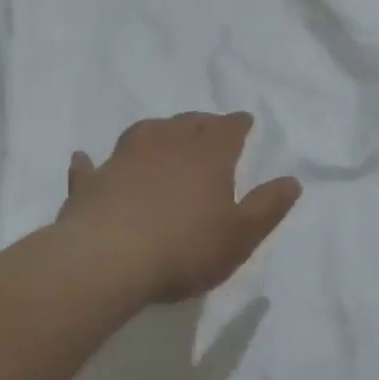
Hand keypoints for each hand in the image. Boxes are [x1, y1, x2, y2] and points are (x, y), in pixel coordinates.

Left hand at [59, 112, 301, 304]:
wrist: (108, 259)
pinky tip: (86, 159)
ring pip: (144, 133)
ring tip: (162, 132)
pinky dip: (92, 162)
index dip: (237, 123)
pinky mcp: (91, 183)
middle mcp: (166, 146)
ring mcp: (124, 160)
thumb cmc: (185, 248)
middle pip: (188, 124)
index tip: (244, 120)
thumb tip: (292, 180)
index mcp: (207, 157)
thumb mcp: (240, 235)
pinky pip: (92, 166)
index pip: (228, 130)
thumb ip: (267, 207)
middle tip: (208, 124)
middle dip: (202, 122)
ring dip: (156, 130)